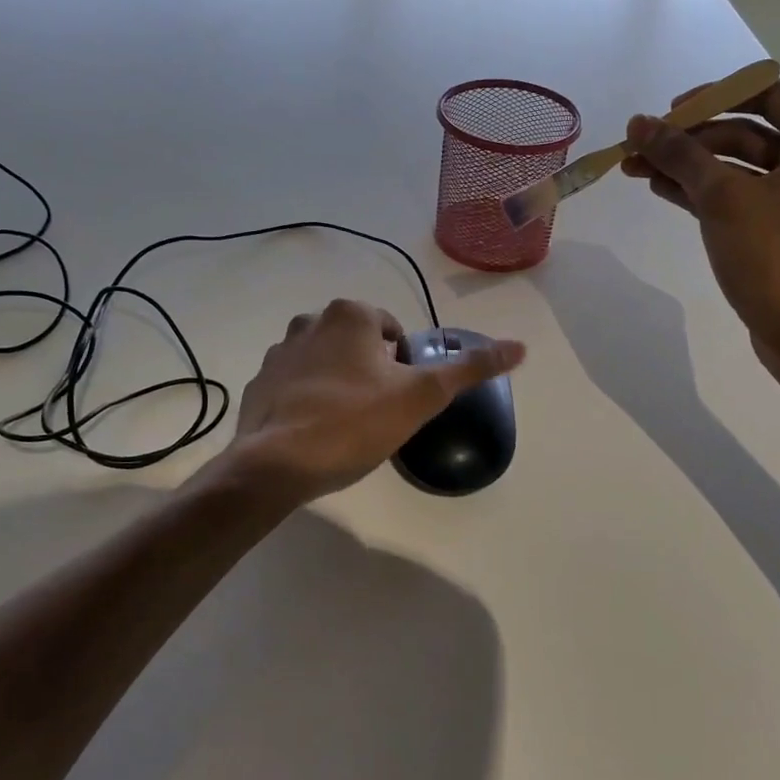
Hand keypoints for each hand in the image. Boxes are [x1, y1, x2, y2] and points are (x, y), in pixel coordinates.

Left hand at [220, 299, 524, 505]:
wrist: (277, 464)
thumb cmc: (354, 422)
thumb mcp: (422, 396)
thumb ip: (470, 369)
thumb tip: (520, 346)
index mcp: (350, 315)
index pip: (392, 331)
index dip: (402, 366)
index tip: (399, 398)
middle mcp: (310, 321)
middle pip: (357, 345)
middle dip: (370, 373)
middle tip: (376, 414)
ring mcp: (278, 352)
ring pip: (325, 362)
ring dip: (339, 384)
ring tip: (345, 426)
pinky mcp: (258, 383)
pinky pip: (295, 385)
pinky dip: (308, 401)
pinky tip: (315, 433)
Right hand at [621, 76, 779, 382]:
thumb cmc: (774, 256)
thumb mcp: (722, 198)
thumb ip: (679, 154)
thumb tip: (637, 123)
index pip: (763, 93)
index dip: (711, 98)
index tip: (667, 114)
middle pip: (744, 131)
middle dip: (688, 139)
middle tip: (639, 147)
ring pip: (735, 166)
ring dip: (687, 166)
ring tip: (636, 168)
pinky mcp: (779, 226)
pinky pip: (737, 195)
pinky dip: (701, 191)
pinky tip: (660, 188)